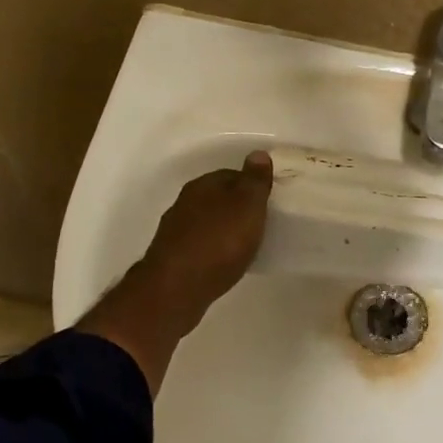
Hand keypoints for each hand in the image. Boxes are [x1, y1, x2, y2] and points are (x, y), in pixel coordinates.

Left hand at [137, 151, 274, 318]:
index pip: (232, 174)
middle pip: (218, 198)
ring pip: (207, 222)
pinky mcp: (173, 258)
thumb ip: (254, 181)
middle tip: (261, 223)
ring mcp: (176, 231)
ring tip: (246, 245)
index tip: (269, 201)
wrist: (177, 289)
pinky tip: (225, 263)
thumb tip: (258, 153)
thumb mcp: (247, 207)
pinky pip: (200, 245)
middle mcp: (185, 202)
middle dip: (237, 208)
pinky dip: (214, 250)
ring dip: (224, 229)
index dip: (253, 186)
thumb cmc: (218, 242)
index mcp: (203, 185)